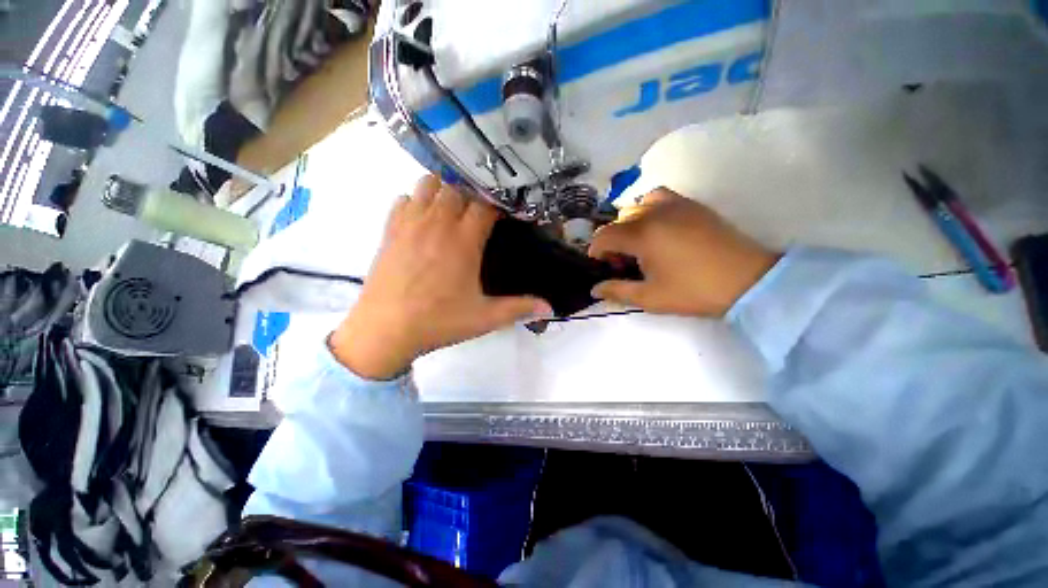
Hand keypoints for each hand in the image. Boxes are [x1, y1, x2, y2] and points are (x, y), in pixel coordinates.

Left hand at [330, 176, 551, 379]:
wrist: (384, 330)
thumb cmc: (437, 322)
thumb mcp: (484, 318)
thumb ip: (520, 308)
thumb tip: (551, 308)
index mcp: (463, 241)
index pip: (485, 204)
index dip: (498, 204)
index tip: (505, 212)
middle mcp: (437, 224)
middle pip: (458, 187)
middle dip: (473, 193)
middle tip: (481, 211)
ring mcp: (410, 223)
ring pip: (429, 184)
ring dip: (444, 190)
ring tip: (453, 209)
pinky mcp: (390, 229)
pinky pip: (405, 199)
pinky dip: (418, 201)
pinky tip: (425, 220)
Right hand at [589, 188, 779, 316]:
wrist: (748, 280)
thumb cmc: (694, 291)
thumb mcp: (650, 298)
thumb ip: (617, 291)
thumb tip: (595, 290)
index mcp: (642, 235)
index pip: (604, 236)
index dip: (596, 251)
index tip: (601, 265)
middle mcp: (654, 212)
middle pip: (619, 221)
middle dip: (613, 241)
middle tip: (624, 262)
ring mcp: (675, 205)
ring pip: (637, 205)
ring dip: (630, 223)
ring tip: (640, 242)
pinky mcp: (692, 205)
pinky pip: (660, 198)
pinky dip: (650, 209)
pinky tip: (660, 229)